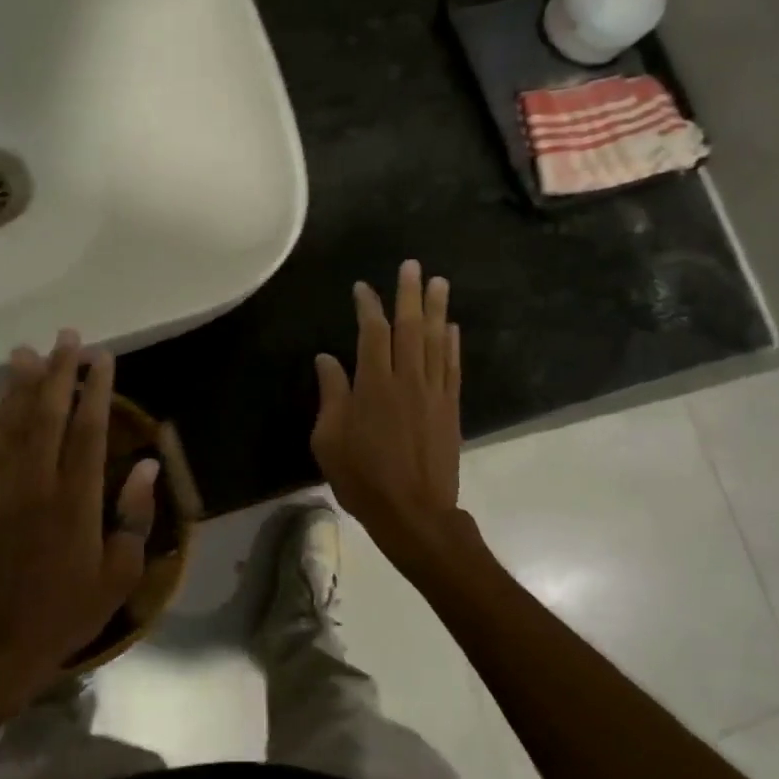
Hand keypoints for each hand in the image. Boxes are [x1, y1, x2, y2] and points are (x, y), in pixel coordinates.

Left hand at [0, 331, 158, 701]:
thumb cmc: (66, 611)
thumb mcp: (119, 574)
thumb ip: (135, 515)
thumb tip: (146, 464)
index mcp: (76, 503)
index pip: (88, 432)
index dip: (96, 391)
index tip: (103, 358)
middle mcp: (38, 485)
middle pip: (49, 416)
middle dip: (60, 373)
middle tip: (69, 337)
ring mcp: (5, 488)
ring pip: (15, 423)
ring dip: (23, 383)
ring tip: (30, 349)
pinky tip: (2, 393)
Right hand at [311, 260, 463, 566]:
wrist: (414, 513)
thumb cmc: (363, 478)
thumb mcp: (329, 440)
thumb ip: (331, 395)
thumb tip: (326, 359)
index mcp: (374, 385)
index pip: (372, 333)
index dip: (368, 306)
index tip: (363, 288)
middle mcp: (407, 380)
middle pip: (410, 327)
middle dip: (409, 293)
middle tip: (412, 265)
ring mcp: (433, 393)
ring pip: (435, 340)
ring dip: (437, 309)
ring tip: (438, 282)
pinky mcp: (450, 408)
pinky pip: (452, 367)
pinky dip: (452, 344)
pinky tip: (452, 327)